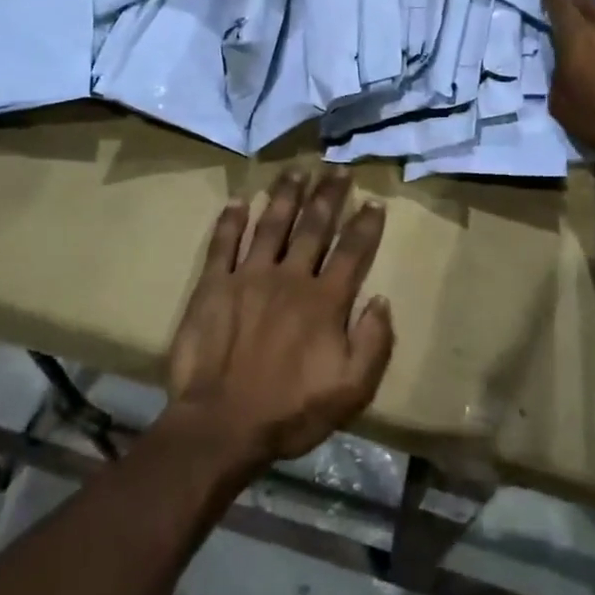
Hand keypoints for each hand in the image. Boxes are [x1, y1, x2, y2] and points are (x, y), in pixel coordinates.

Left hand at [165, 168, 394, 470]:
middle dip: (328, 195)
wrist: (221, 425)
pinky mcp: (213, 285)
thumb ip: (373, 343)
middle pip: (314, 226)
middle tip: (337, 169)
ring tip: (296, 170)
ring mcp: (248, 276)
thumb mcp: (350, 390)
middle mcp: (290, 277)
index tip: (374, 201)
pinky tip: (239, 200)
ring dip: (286, 195)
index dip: (365, 225)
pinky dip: (231, 220)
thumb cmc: (290, 411)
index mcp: (324, 301)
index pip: (351, 252)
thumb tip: (381, 299)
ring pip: (272, 224)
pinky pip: (223, 244)